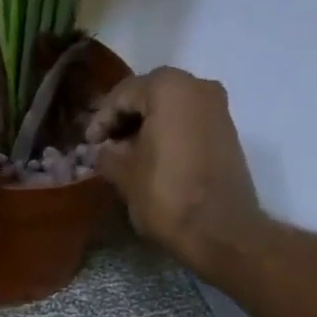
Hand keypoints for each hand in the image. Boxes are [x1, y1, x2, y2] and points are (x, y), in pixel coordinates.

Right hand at [88, 68, 266, 279]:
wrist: (220, 230)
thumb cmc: (166, 196)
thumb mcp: (125, 175)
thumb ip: (107, 155)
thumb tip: (102, 150)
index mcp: (168, 88)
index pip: (123, 94)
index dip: (101, 119)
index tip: (88, 144)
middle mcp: (198, 86)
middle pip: (150, 95)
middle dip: (125, 120)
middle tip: (105, 146)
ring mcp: (218, 108)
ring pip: (171, 108)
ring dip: (147, 127)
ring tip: (127, 155)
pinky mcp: (227, 131)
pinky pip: (189, 123)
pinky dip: (168, 134)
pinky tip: (152, 159)